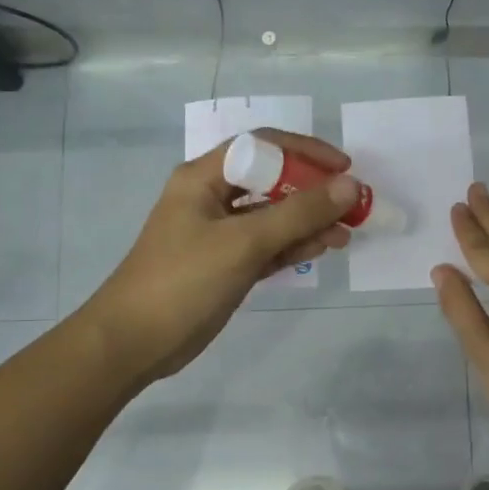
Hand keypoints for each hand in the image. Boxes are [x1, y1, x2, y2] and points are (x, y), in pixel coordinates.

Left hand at [89, 130, 357, 386]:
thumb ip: (299, 214)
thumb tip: (351, 186)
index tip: (345, 170)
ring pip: (274, 216)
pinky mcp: (228, 264)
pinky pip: (269, 245)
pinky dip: (296, 245)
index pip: (263, 146)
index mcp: (205, 177)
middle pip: (272, 180)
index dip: (306, 152)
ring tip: (347, 232)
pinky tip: (325, 248)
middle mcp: (212, 197)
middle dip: (314, 190)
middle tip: (353, 205)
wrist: (135, 342)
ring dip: (310, 221)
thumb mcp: (244, 242)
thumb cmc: (184, 281)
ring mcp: (220, 233)